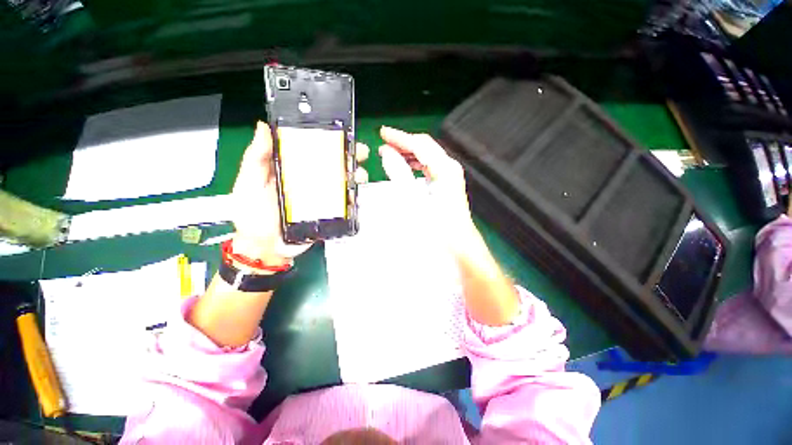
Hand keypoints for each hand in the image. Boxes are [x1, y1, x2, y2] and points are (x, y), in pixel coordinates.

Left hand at [230, 121, 368, 264]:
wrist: (266, 248)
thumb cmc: (253, 215)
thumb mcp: (248, 182)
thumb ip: (256, 158)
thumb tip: (264, 127)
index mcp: (292, 168)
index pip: (312, 149)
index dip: (327, 138)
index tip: (339, 130)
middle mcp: (310, 180)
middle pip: (333, 164)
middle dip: (350, 155)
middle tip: (360, 151)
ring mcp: (322, 197)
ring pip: (343, 182)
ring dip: (355, 175)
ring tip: (360, 174)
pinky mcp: (329, 212)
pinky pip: (345, 202)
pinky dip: (354, 196)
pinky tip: (358, 192)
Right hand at [378, 126, 475, 241]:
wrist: (457, 244)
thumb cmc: (437, 226)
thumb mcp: (414, 199)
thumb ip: (399, 173)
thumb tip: (387, 153)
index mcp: (444, 168)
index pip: (420, 144)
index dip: (400, 137)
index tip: (383, 133)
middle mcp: (449, 167)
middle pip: (424, 146)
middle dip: (404, 142)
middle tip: (384, 143)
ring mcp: (449, 176)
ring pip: (427, 155)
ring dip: (408, 152)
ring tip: (391, 153)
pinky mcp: (446, 184)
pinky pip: (429, 166)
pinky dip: (415, 163)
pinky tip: (407, 166)